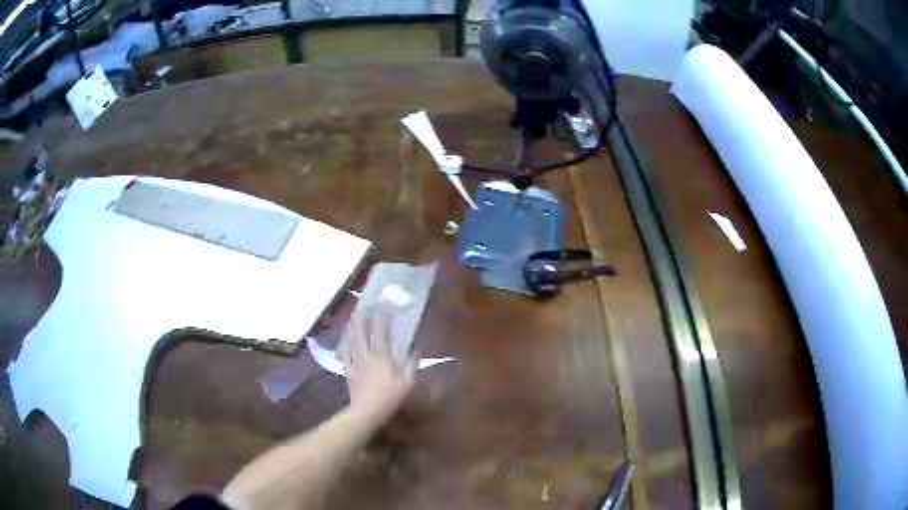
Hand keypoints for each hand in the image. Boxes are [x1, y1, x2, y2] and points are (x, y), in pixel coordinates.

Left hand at [338, 303, 416, 425]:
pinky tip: (344, 341)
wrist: (366, 411)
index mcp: (380, 354)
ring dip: (352, 325)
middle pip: (360, 330)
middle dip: (362, 315)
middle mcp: (365, 353)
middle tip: (363, 303)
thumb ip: (411, 363)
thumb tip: (415, 349)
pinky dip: (344, 343)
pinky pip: (345, 353)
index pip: (380, 329)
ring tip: (353, 315)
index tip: (382, 300)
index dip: (381, 313)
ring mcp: (355, 361)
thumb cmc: (389, 396)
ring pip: (350, 339)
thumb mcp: (407, 381)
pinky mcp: (349, 370)